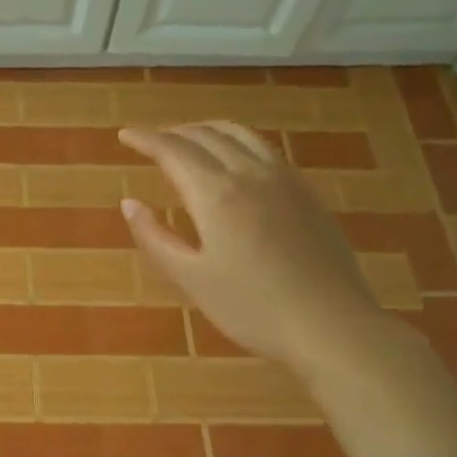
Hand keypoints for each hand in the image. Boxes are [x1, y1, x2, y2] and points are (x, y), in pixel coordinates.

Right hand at [118, 122, 382, 366]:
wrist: (332, 326)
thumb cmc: (251, 308)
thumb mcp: (191, 278)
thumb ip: (155, 237)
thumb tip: (129, 204)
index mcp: (216, 194)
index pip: (173, 151)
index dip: (145, 139)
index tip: (124, 135)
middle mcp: (250, 174)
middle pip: (206, 135)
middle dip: (173, 133)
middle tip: (151, 141)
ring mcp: (285, 180)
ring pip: (240, 135)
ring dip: (207, 130)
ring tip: (189, 140)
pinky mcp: (307, 193)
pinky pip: (265, 149)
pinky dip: (237, 142)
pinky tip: (235, 161)